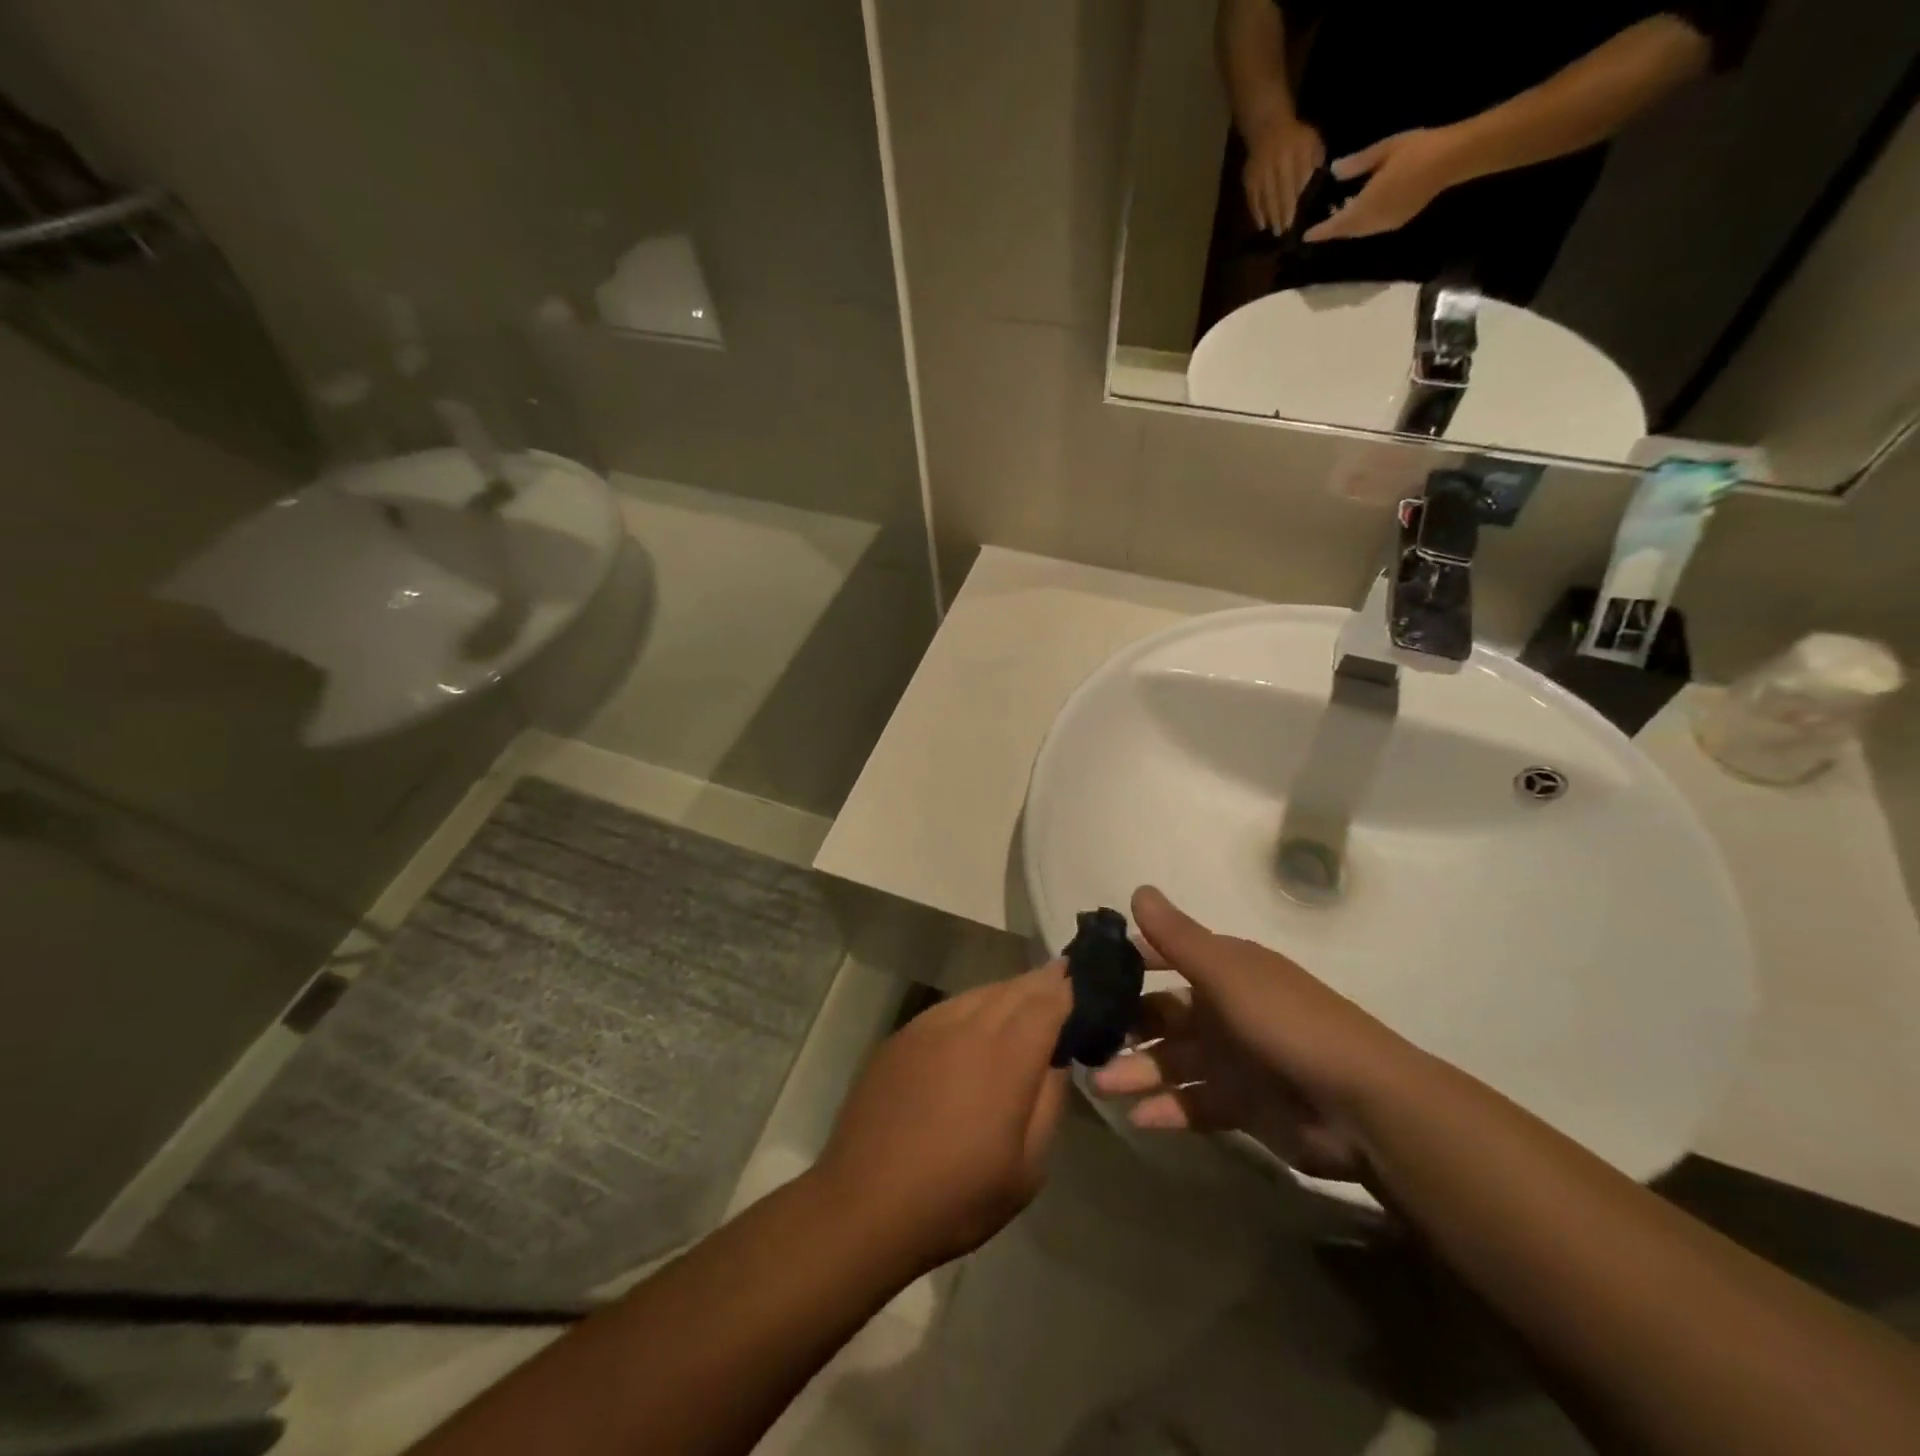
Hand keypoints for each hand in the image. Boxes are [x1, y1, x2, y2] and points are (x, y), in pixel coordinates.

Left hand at [818, 965, 1071, 1270]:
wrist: (865, 1205)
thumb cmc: (957, 1197)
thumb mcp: (1027, 1168)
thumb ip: (1049, 1103)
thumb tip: (1057, 1059)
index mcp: (1006, 1056)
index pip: (1048, 1002)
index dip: (1069, 989)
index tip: (1086, 983)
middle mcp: (969, 1026)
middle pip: (1015, 989)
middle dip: (1043, 982)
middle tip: (1063, 977)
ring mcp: (929, 1026)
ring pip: (981, 993)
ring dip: (1009, 992)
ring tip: (1026, 997)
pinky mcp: (902, 1036)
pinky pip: (950, 1007)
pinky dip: (974, 1005)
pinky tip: (977, 1022)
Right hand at [1090, 887, 1419, 1182]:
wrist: (1362, 1105)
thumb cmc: (1287, 1023)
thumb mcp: (1227, 973)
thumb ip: (1178, 937)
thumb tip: (1137, 889)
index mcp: (1224, 972)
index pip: (1165, 959)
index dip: (1128, 964)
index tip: (1085, 975)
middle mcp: (1223, 1011)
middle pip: (1161, 1017)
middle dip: (1125, 1028)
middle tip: (1083, 1043)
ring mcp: (1232, 1060)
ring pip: (1171, 1063)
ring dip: (1137, 1072)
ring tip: (1100, 1086)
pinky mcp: (1241, 1106)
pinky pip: (1192, 1104)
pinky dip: (1166, 1110)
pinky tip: (1138, 1117)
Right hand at [1242, 109, 1325, 234]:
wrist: (1268, 127)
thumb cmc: (1295, 138)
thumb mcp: (1312, 142)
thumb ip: (1315, 161)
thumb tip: (1316, 184)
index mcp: (1295, 154)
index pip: (1296, 182)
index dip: (1296, 202)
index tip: (1297, 219)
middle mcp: (1276, 165)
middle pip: (1280, 194)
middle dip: (1282, 214)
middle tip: (1285, 232)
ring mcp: (1261, 173)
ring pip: (1266, 199)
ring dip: (1270, 217)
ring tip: (1275, 231)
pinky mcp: (1249, 180)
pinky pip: (1253, 199)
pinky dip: (1256, 213)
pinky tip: (1262, 224)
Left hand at [1303, 127, 1466, 242]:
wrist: (1453, 158)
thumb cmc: (1418, 149)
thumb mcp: (1384, 149)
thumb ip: (1358, 163)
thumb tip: (1334, 171)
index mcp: (1368, 204)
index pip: (1337, 223)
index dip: (1321, 231)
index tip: (1305, 236)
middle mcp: (1374, 220)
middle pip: (1347, 231)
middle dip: (1332, 230)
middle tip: (1318, 226)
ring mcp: (1387, 223)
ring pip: (1358, 232)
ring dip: (1346, 228)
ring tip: (1336, 217)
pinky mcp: (1398, 221)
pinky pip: (1371, 228)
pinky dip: (1360, 224)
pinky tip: (1359, 212)